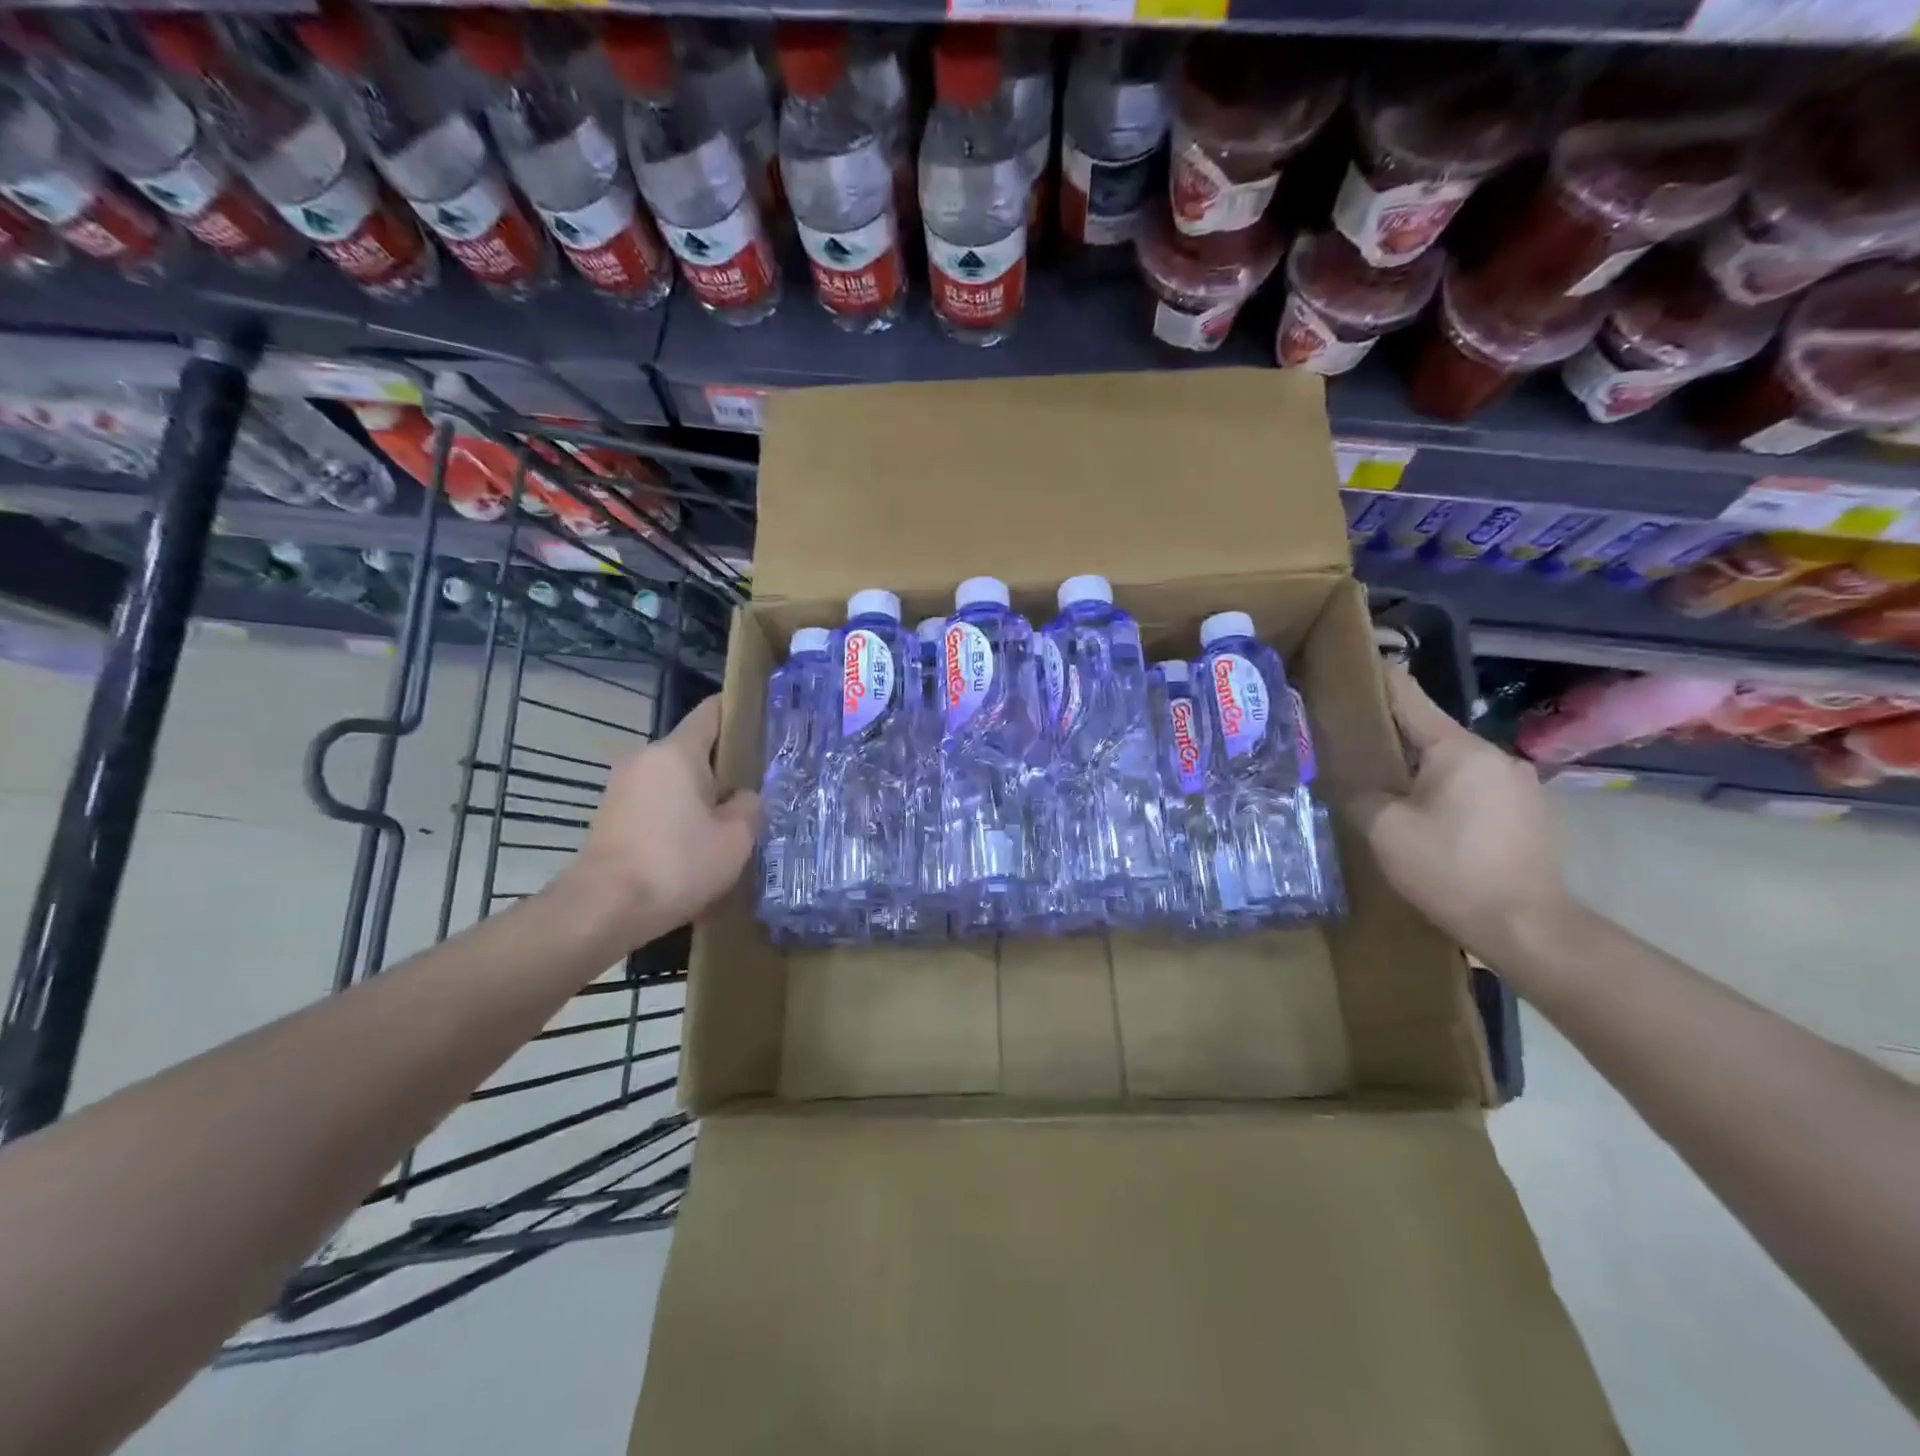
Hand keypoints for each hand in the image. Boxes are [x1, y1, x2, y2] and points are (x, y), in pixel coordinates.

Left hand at [559, 695, 760, 949]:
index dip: (740, 712)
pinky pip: (657, 803)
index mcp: (677, 753)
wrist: (603, 910)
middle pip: (695, 749)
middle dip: (725, 766)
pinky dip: (678, 816)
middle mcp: (645, 759)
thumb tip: (743, 797)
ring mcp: (623, 787)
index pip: (712, 712)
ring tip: (730, 823)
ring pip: (676, 780)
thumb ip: (749, 807)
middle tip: (759, 788)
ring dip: (701, 796)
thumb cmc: (676, 864)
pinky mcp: (612, 816)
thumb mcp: (735, 839)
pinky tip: (697, 846)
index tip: (765, 723)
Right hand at [1349, 667, 1571, 961]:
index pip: (1409, 698)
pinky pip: (1470, 786)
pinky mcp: (1526, 812)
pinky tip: (1422, 815)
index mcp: (1459, 749)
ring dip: (1417, 768)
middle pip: (1429, 732)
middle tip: (1349, 742)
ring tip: (1382, 784)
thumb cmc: (1450, 869)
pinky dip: (1442, 790)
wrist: (1526, 927)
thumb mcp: (1384, 830)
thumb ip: (1361, 795)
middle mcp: (1494, 756)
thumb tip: (1355, 784)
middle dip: (1390, 735)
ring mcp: (1516, 784)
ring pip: (1450, 763)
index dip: (1378, 679)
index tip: (1351, 665)